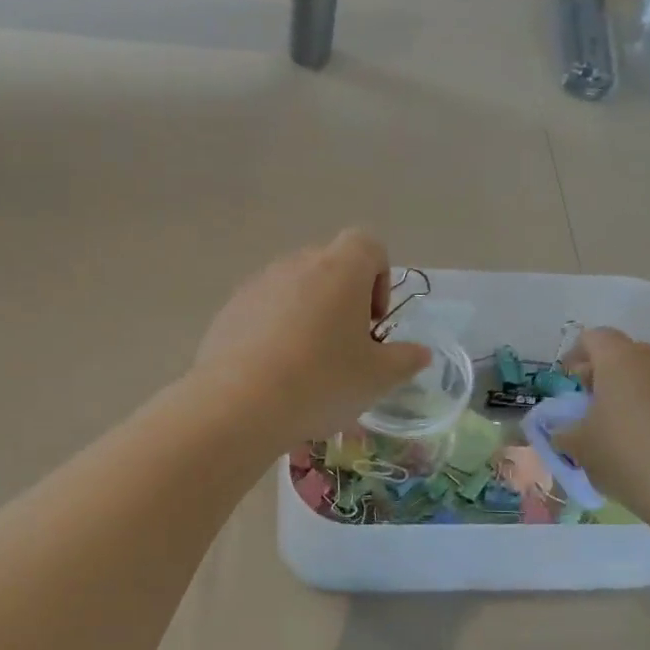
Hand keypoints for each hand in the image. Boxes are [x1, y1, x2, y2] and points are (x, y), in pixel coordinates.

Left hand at [194, 229, 432, 446]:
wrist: (239, 405)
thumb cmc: (322, 382)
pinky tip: (274, 374)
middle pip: (330, 267)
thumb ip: (405, 360)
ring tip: (307, 366)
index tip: (373, 322)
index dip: (379, 278)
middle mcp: (297, 264)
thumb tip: (419, 353)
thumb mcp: (377, 378)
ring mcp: (258, 285)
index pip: (368, 244)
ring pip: (294, 290)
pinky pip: (263, 311)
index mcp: (340, 269)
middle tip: (346, 348)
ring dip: (308, 316)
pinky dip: (275, 332)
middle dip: (343, 300)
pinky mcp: (229, 310)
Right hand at [556, 328, 649, 518]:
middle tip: (597, 408)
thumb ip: (565, 432)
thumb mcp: (580, 447)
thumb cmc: (627, 455)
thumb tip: (563, 431)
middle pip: (628, 355)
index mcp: (620, 359)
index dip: (577, 355)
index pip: (593, 338)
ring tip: (634, 429)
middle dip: (610, 376)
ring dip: (643, 393)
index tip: (570, 382)